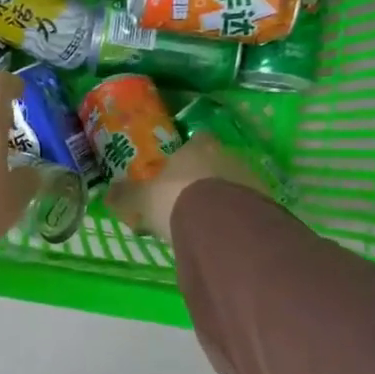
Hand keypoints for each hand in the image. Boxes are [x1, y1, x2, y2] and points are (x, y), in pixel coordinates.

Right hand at [105, 133, 265, 243]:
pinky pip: (248, 208)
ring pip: (234, 185)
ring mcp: (250, 180)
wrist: (222, 227)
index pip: (197, 140)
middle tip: (188, 198)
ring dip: (223, 198)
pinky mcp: (267, 205)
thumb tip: (107, 193)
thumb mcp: (142, 200)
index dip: (189, 151)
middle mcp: (227, 157)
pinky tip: (223, 234)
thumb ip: (126, 196)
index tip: (178, 167)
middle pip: (217, 162)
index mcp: (197, 148)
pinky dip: (237, 217)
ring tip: (206, 222)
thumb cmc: (176, 200)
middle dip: (205, 177)